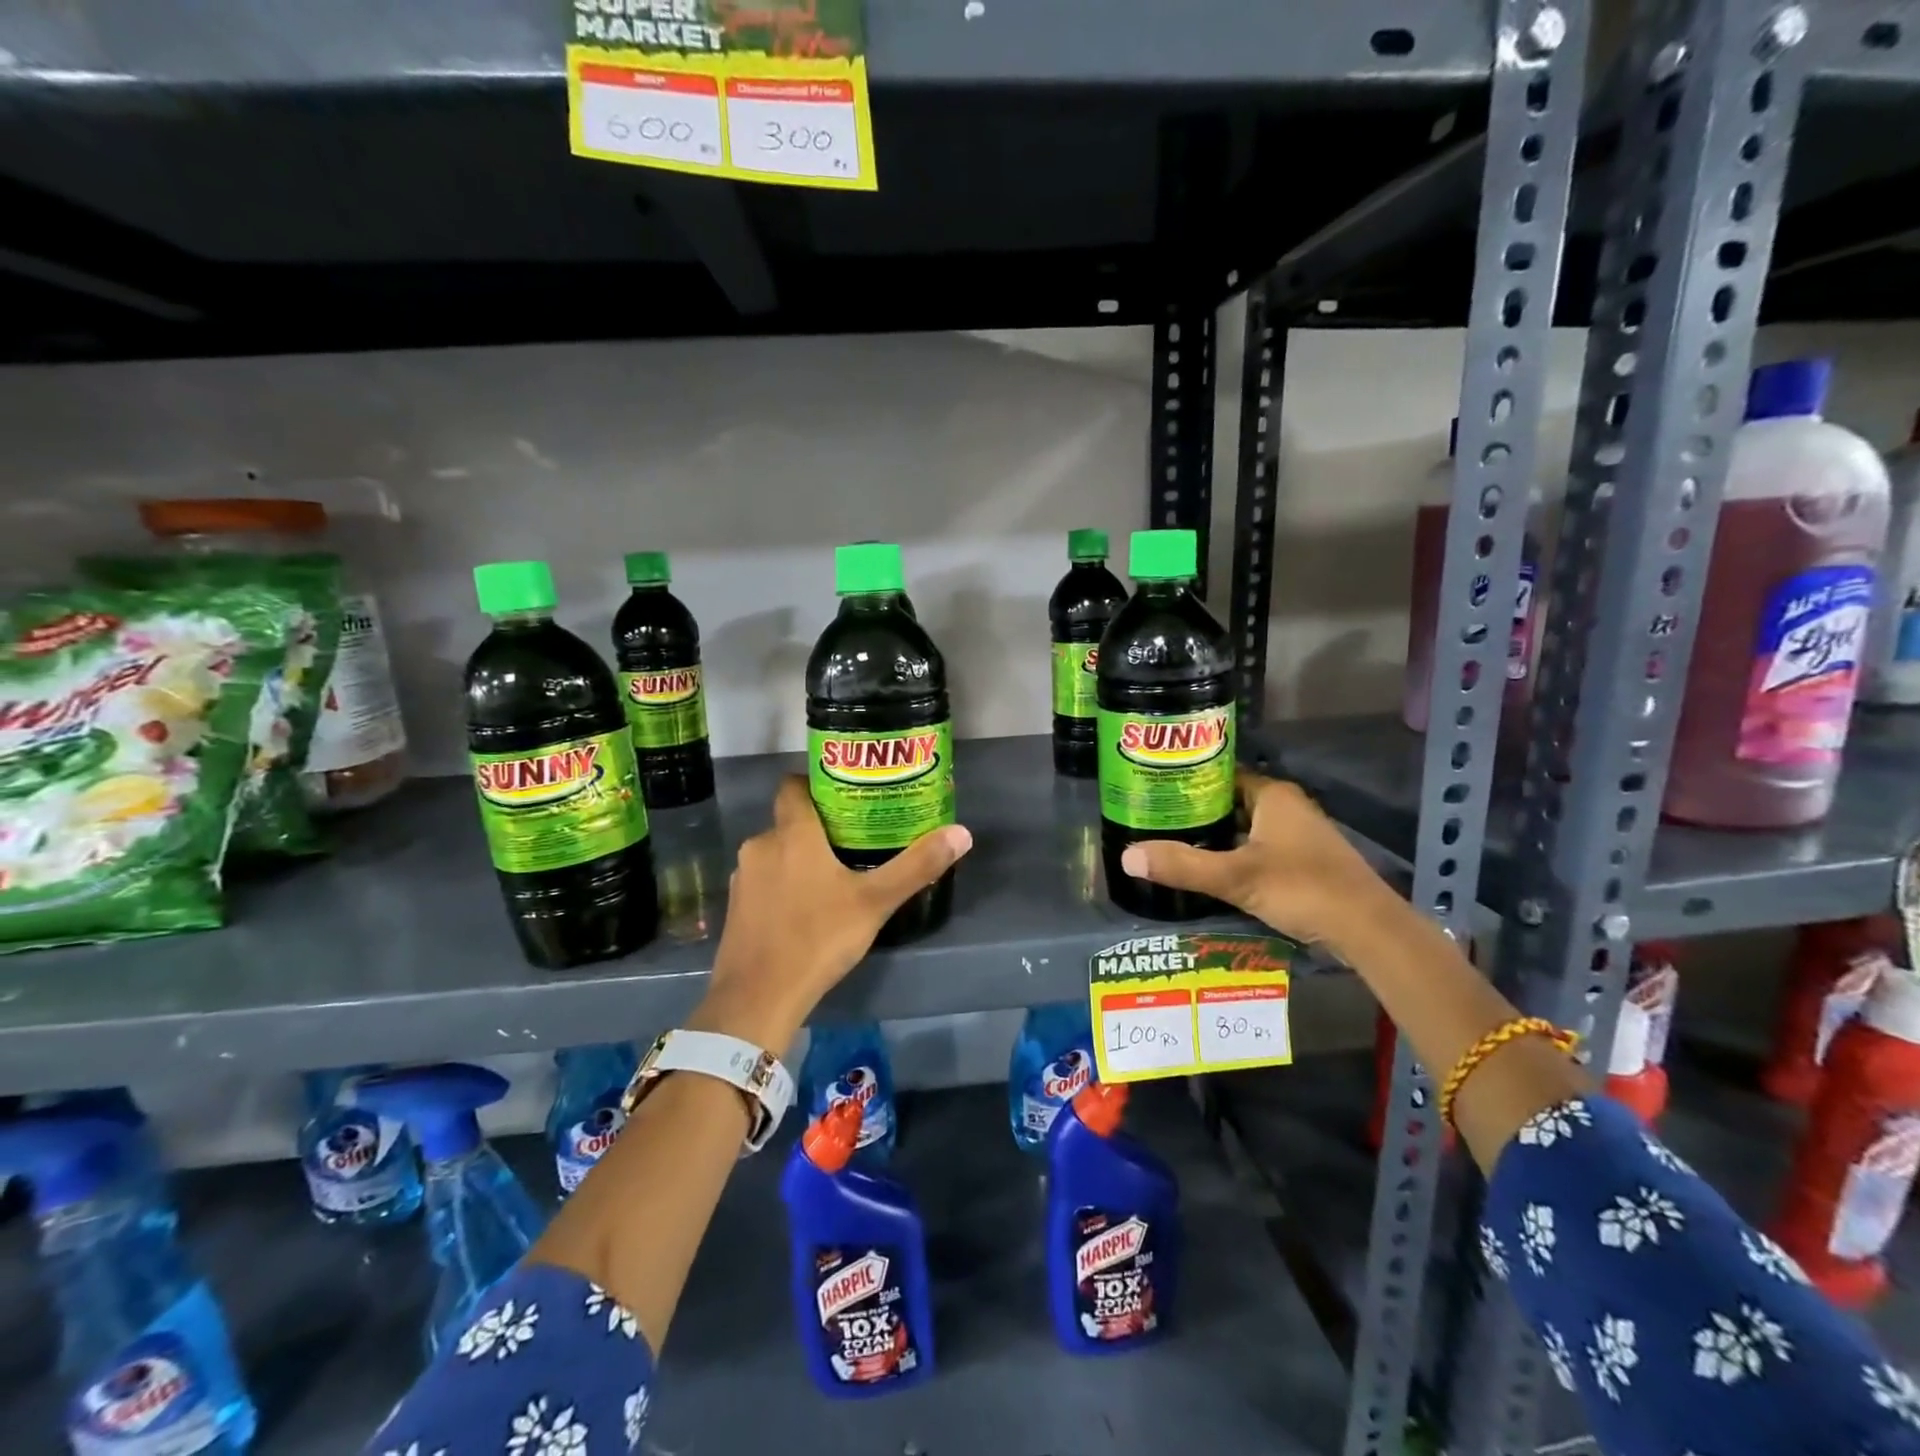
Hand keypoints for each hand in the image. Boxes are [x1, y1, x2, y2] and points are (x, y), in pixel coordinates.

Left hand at [694, 776, 972, 1047]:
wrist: (758, 998)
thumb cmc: (818, 938)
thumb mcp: (875, 902)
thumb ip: (917, 866)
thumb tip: (962, 833)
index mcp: (792, 833)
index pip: (793, 785)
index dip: (816, 782)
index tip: (846, 794)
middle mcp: (761, 845)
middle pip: (790, 820)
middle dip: (819, 827)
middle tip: (856, 838)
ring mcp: (744, 877)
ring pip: (777, 852)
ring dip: (801, 858)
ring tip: (836, 874)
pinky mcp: (736, 907)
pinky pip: (765, 881)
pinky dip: (784, 884)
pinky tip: (808, 908)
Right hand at [1118, 770, 1407, 956]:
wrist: (1368, 930)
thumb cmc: (1303, 888)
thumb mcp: (1236, 877)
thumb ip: (1182, 866)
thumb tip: (1126, 858)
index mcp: (1273, 796)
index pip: (1221, 775)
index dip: (1187, 781)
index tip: (1154, 792)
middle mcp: (1287, 807)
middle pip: (1231, 802)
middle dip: (1197, 812)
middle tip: (1155, 821)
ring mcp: (1299, 835)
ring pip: (1246, 828)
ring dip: (1216, 836)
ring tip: (1173, 845)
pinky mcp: (1304, 862)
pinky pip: (1259, 848)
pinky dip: (1235, 855)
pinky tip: (1211, 871)